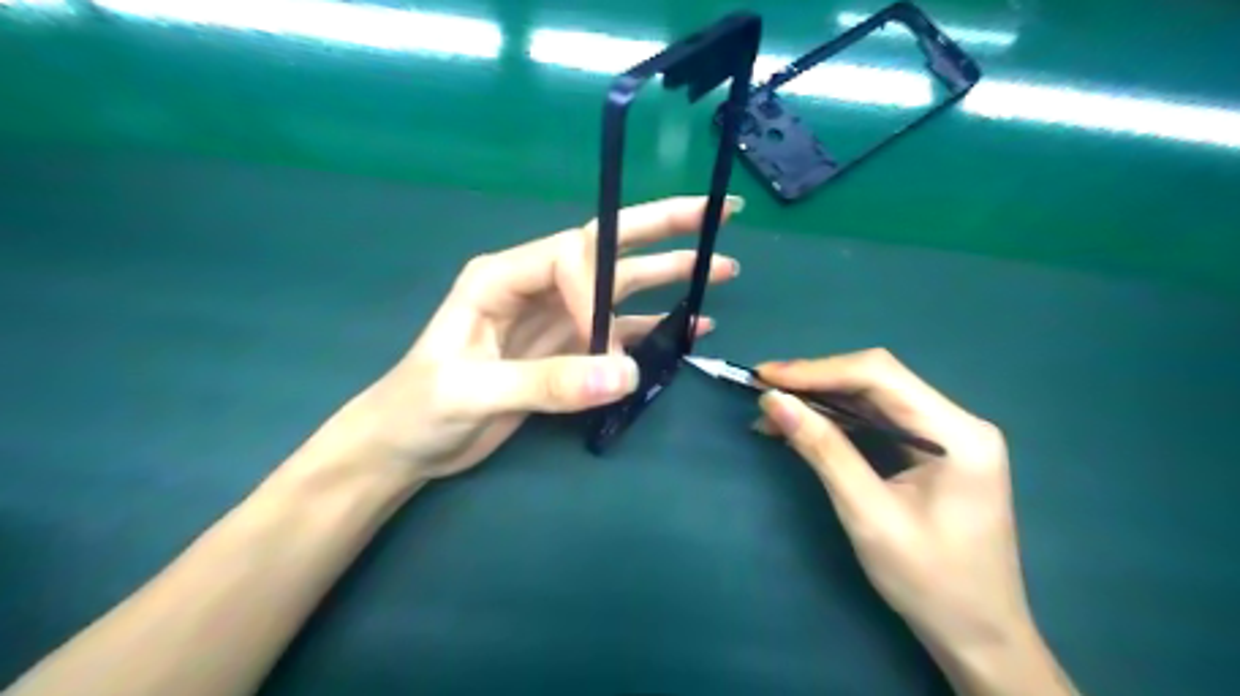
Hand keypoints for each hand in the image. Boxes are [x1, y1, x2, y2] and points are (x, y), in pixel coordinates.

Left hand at [319, 195, 740, 490]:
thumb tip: (625, 375)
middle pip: (607, 248)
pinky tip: (690, 326)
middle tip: (718, 215)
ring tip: (720, 270)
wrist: (405, 446)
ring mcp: (556, 319)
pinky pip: (619, 333)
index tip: (605, 340)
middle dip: (663, 228)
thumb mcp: (471, 392)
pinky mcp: (567, 352)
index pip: (569, 256)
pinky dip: (655, 330)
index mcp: (502, 277)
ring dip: (670, 278)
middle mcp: (536, 286)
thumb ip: (546, 383)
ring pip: (621, 289)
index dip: (598, 288)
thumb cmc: (419, 408)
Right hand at [750, 350, 1081, 692]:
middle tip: (763, 388)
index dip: (817, 370)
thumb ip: (823, 451)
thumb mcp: (869, 515)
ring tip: (772, 409)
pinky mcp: (931, 452)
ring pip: (873, 398)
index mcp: (957, 433)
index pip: (880, 375)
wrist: (979, 636)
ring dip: (821, 400)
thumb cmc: (930, 582)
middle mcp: (956, 422)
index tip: (765, 377)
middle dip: (816, 381)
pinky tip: (802, 427)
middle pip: (877, 380)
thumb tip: (775, 402)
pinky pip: (877, 422)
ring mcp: (945, 436)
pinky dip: (836, 422)